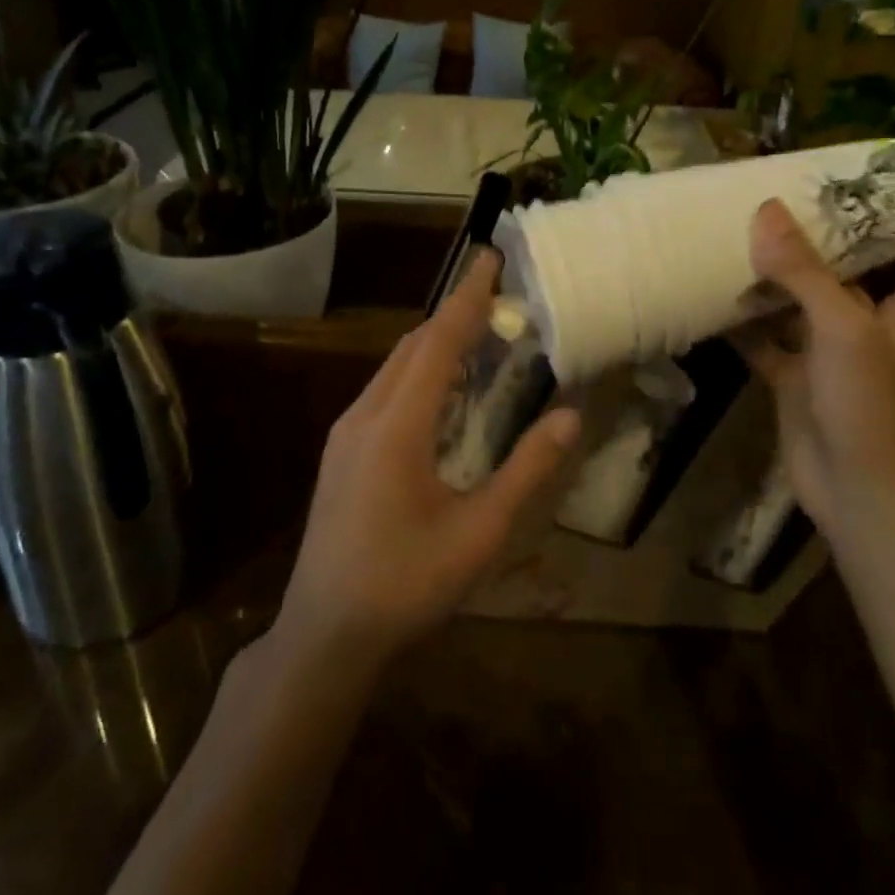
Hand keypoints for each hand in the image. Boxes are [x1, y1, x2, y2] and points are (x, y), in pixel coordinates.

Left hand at [273, 250, 580, 669]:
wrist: (324, 636)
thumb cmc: (406, 585)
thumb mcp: (479, 533)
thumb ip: (526, 471)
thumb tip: (569, 416)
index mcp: (396, 427)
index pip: (437, 342)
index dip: (466, 298)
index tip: (490, 257)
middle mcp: (364, 416)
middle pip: (412, 346)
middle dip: (453, 314)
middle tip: (497, 296)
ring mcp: (346, 434)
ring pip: (394, 367)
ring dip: (434, 343)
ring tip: (477, 334)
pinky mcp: (341, 453)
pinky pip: (384, 391)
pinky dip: (418, 371)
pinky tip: (441, 392)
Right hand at [739, 199, 894, 544]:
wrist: (857, 495)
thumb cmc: (870, 405)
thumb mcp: (843, 328)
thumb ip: (804, 271)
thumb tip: (767, 210)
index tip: (881, 190)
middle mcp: (872, 327)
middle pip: (859, 272)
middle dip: (828, 239)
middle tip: (788, 200)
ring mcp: (831, 356)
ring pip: (804, 305)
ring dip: (778, 279)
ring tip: (743, 236)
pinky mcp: (797, 381)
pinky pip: (766, 343)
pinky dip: (743, 325)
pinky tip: (711, 299)